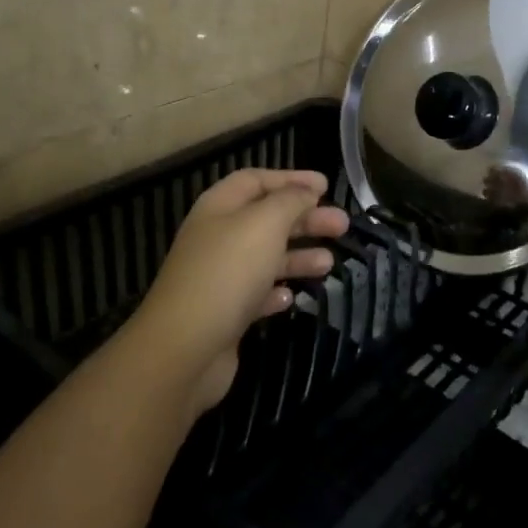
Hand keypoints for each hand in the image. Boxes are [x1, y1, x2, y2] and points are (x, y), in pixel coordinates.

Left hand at [127, 169, 349, 413]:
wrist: (184, 348)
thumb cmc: (227, 272)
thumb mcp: (264, 223)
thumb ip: (289, 201)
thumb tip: (306, 192)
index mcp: (219, 207)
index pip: (256, 180)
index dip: (291, 179)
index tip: (326, 187)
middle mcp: (216, 237)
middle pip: (266, 219)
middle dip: (305, 219)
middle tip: (342, 225)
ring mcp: (218, 278)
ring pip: (265, 257)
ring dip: (298, 256)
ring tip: (329, 263)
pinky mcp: (224, 314)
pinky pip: (256, 294)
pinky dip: (276, 291)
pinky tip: (291, 296)